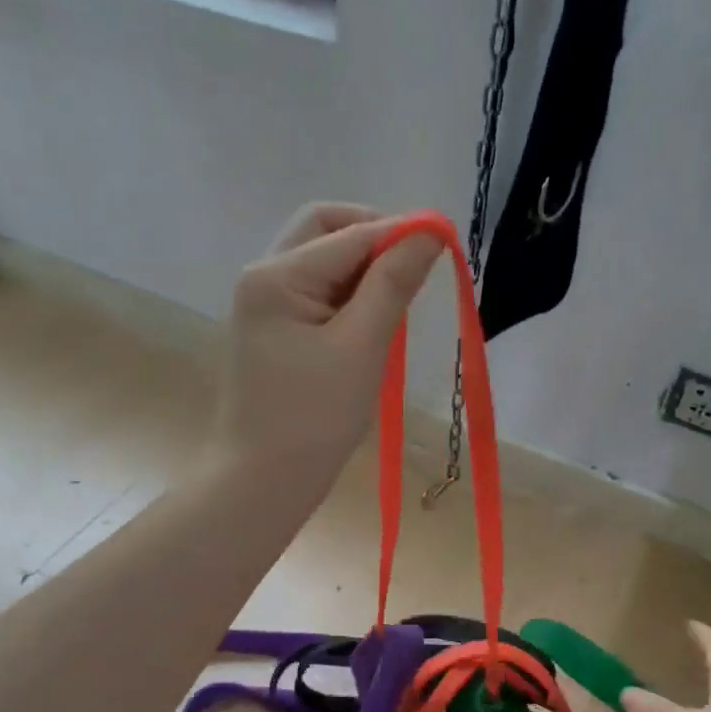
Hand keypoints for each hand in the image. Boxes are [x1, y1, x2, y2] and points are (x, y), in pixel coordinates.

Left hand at [212, 203, 441, 487]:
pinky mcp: (274, 329)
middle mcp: (263, 277)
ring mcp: (265, 303)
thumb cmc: (314, 418)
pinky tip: (374, 321)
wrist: (263, 481)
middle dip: (375, 239)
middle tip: (416, 268)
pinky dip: (350, 295)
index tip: (447, 242)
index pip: (350, 233)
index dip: (401, 232)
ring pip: (324, 260)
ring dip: (365, 269)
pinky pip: (318, 292)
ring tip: (398, 303)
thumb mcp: (362, 346)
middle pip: (326, 230)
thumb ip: (394, 283)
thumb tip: (429, 231)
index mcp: (277, 276)